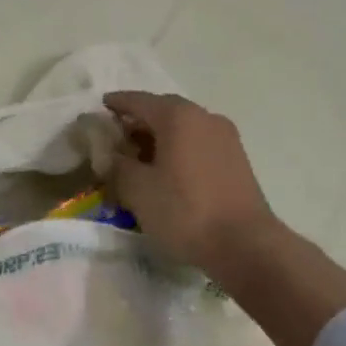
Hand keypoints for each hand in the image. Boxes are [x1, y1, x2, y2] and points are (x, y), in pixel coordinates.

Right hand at [105, 91, 278, 277]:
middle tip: (116, 138)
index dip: (116, 103)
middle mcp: (205, 118)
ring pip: (183, 129)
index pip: (138, 100)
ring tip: (138, 158)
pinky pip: (198, 144)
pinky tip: (165, 171)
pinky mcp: (236, 161)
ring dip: (159, 137)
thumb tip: (112, 155)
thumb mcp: (137, 190)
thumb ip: (117, 165)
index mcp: (178, 116)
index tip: (100, 107)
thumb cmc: (184, 211)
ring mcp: (225, 138)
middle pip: (163, 111)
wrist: (244, 245)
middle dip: (138, 121)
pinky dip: (178, 150)